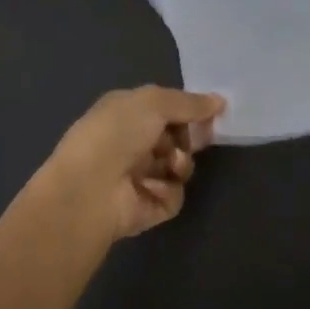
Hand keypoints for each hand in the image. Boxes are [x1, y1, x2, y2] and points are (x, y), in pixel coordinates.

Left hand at [43, 86, 225, 242]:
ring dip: (181, 163)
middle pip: (175, 137)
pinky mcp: (145, 207)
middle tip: (195, 140)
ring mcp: (137, 177)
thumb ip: (189, 102)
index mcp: (124, 112)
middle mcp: (129, 142)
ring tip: (172, 165)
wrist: (90, 189)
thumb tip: (219, 101)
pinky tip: (154, 188)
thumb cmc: (116, 134)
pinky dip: (169, 190)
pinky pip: (173, 196)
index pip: (164, 108)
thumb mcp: (154, 103)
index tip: (211, 113)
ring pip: (178, 167)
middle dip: (188, 137)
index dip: (187, 110)